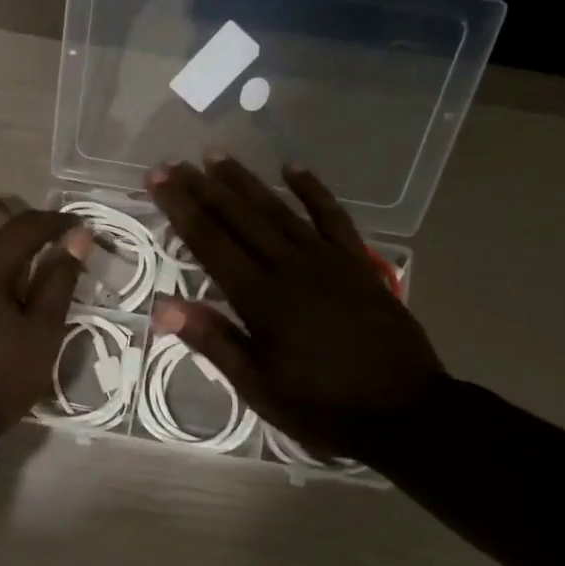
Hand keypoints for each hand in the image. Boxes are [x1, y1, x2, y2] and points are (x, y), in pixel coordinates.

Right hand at [145, 154, 444, 466]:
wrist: (406, 410)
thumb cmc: (323, 406)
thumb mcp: (259, 387)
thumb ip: (214, 341)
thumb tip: (163, 308)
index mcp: (261, 298)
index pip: (210, 242)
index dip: (181, 208)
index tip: (158, 180)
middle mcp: (290, 266)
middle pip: (239, 217)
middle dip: (202, 188)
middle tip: (173, 162)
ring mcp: (327, 259)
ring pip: (278, 209)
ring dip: (245, 181)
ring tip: (217, 155)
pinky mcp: (356, 262)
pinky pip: (332, 216)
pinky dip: (313, 190)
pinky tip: (293, 169)